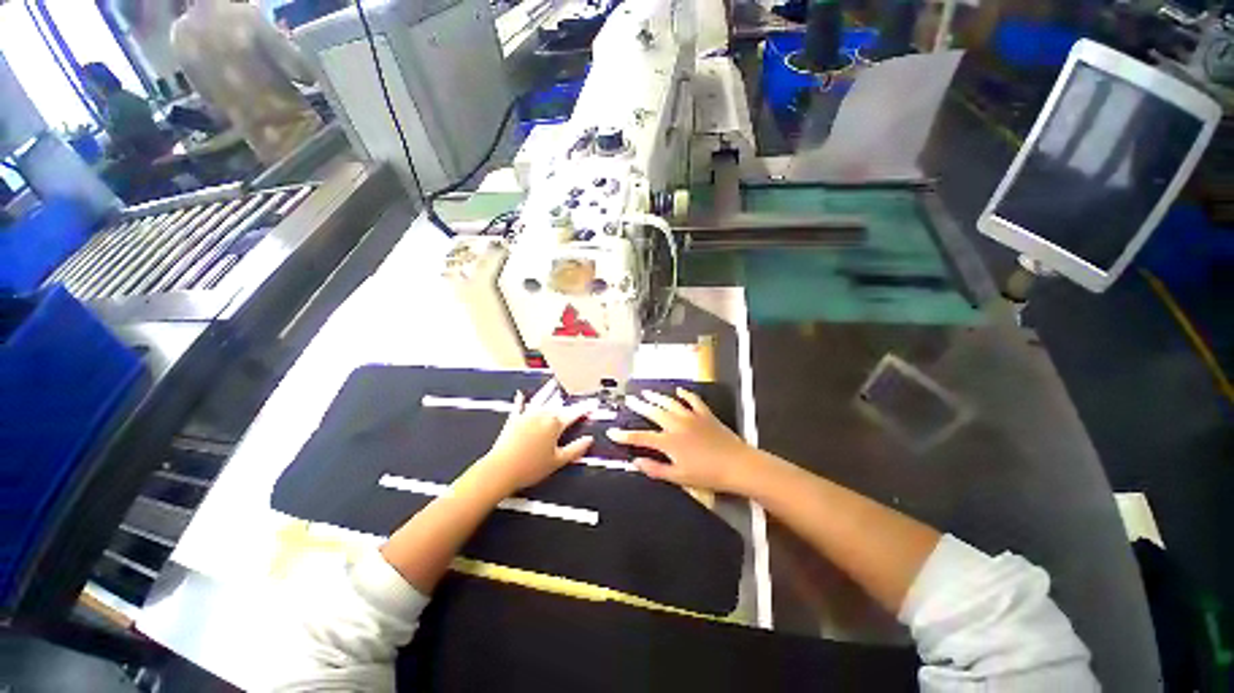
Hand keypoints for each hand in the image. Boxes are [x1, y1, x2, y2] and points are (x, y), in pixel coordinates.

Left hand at [466, 380, 594, 497]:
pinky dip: (520, 400)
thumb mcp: (558, 461)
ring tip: (553, 383)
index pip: (574, 414)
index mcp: (555, 424)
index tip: (594, 403)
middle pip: (558, 405)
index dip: (585, 408)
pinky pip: (518, 407)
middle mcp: (542, 415)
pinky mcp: (513, 420)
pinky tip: (520, 394)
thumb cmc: (531, 467)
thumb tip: (589, 439)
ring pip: (540, 400)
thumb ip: (576, 449)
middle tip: (576, 391)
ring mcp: (526, 416)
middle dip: (568, 399)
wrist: (500, 470)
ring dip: (547, 391)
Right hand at [607, 388, 760, 493]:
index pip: (641, 437)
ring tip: (647, 392)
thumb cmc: (708, 474)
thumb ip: (655, 469)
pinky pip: (693, 400)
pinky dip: (685, 394)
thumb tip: (636, 462)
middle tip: (630, 400)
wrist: (737, 465)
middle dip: (639, 406)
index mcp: (669, 442)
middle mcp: (677, 425)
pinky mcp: (705, 415)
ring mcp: (692, 417)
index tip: (612, 432)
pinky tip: (679, 391)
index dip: (625, 435)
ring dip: (657, 397)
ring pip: (670, 403)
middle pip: (653, 413)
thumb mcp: (679, 477)